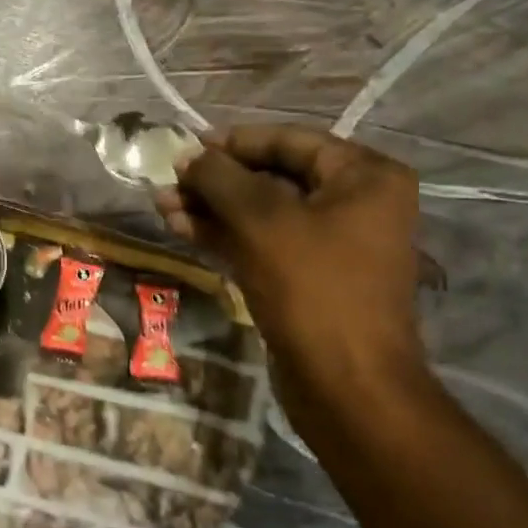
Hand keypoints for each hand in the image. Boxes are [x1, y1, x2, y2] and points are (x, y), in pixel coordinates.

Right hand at [157, 125, 428, 405]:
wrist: (347, 386)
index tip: (187, 147)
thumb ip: (221, 178)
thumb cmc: (314, 289)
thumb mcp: (262, 222)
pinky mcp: (310, 276)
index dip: (234, 142)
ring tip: (162, 206)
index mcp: (364, 176)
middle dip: (216, 181)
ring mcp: (332, 242)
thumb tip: (189, 156)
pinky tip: (182, 228)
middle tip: (169, 182)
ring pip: (262, 212)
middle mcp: (355, 202)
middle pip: (273, 176)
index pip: (289, 141)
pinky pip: (263, 242)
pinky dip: (224, 235)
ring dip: (212, 208)